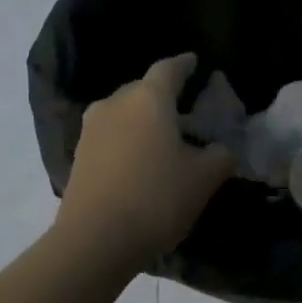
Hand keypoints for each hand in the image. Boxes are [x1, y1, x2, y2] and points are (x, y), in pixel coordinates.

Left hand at [56, 54, 235, 265]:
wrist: (95, 240)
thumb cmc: (156, 198)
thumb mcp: (204, 178)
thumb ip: (220, 156)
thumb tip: (222, 149)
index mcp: (149, 99)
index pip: (169, 69)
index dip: (184, 65)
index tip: (194, 62)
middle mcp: (115, 104)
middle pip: (143, 89)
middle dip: (163, 95)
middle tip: (184, 109)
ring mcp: (91, 129)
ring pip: (123, 113)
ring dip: (142, 120)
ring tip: (162, 138)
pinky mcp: (79, 155)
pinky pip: (110, 136)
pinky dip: (127, 140)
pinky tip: (139, 160)